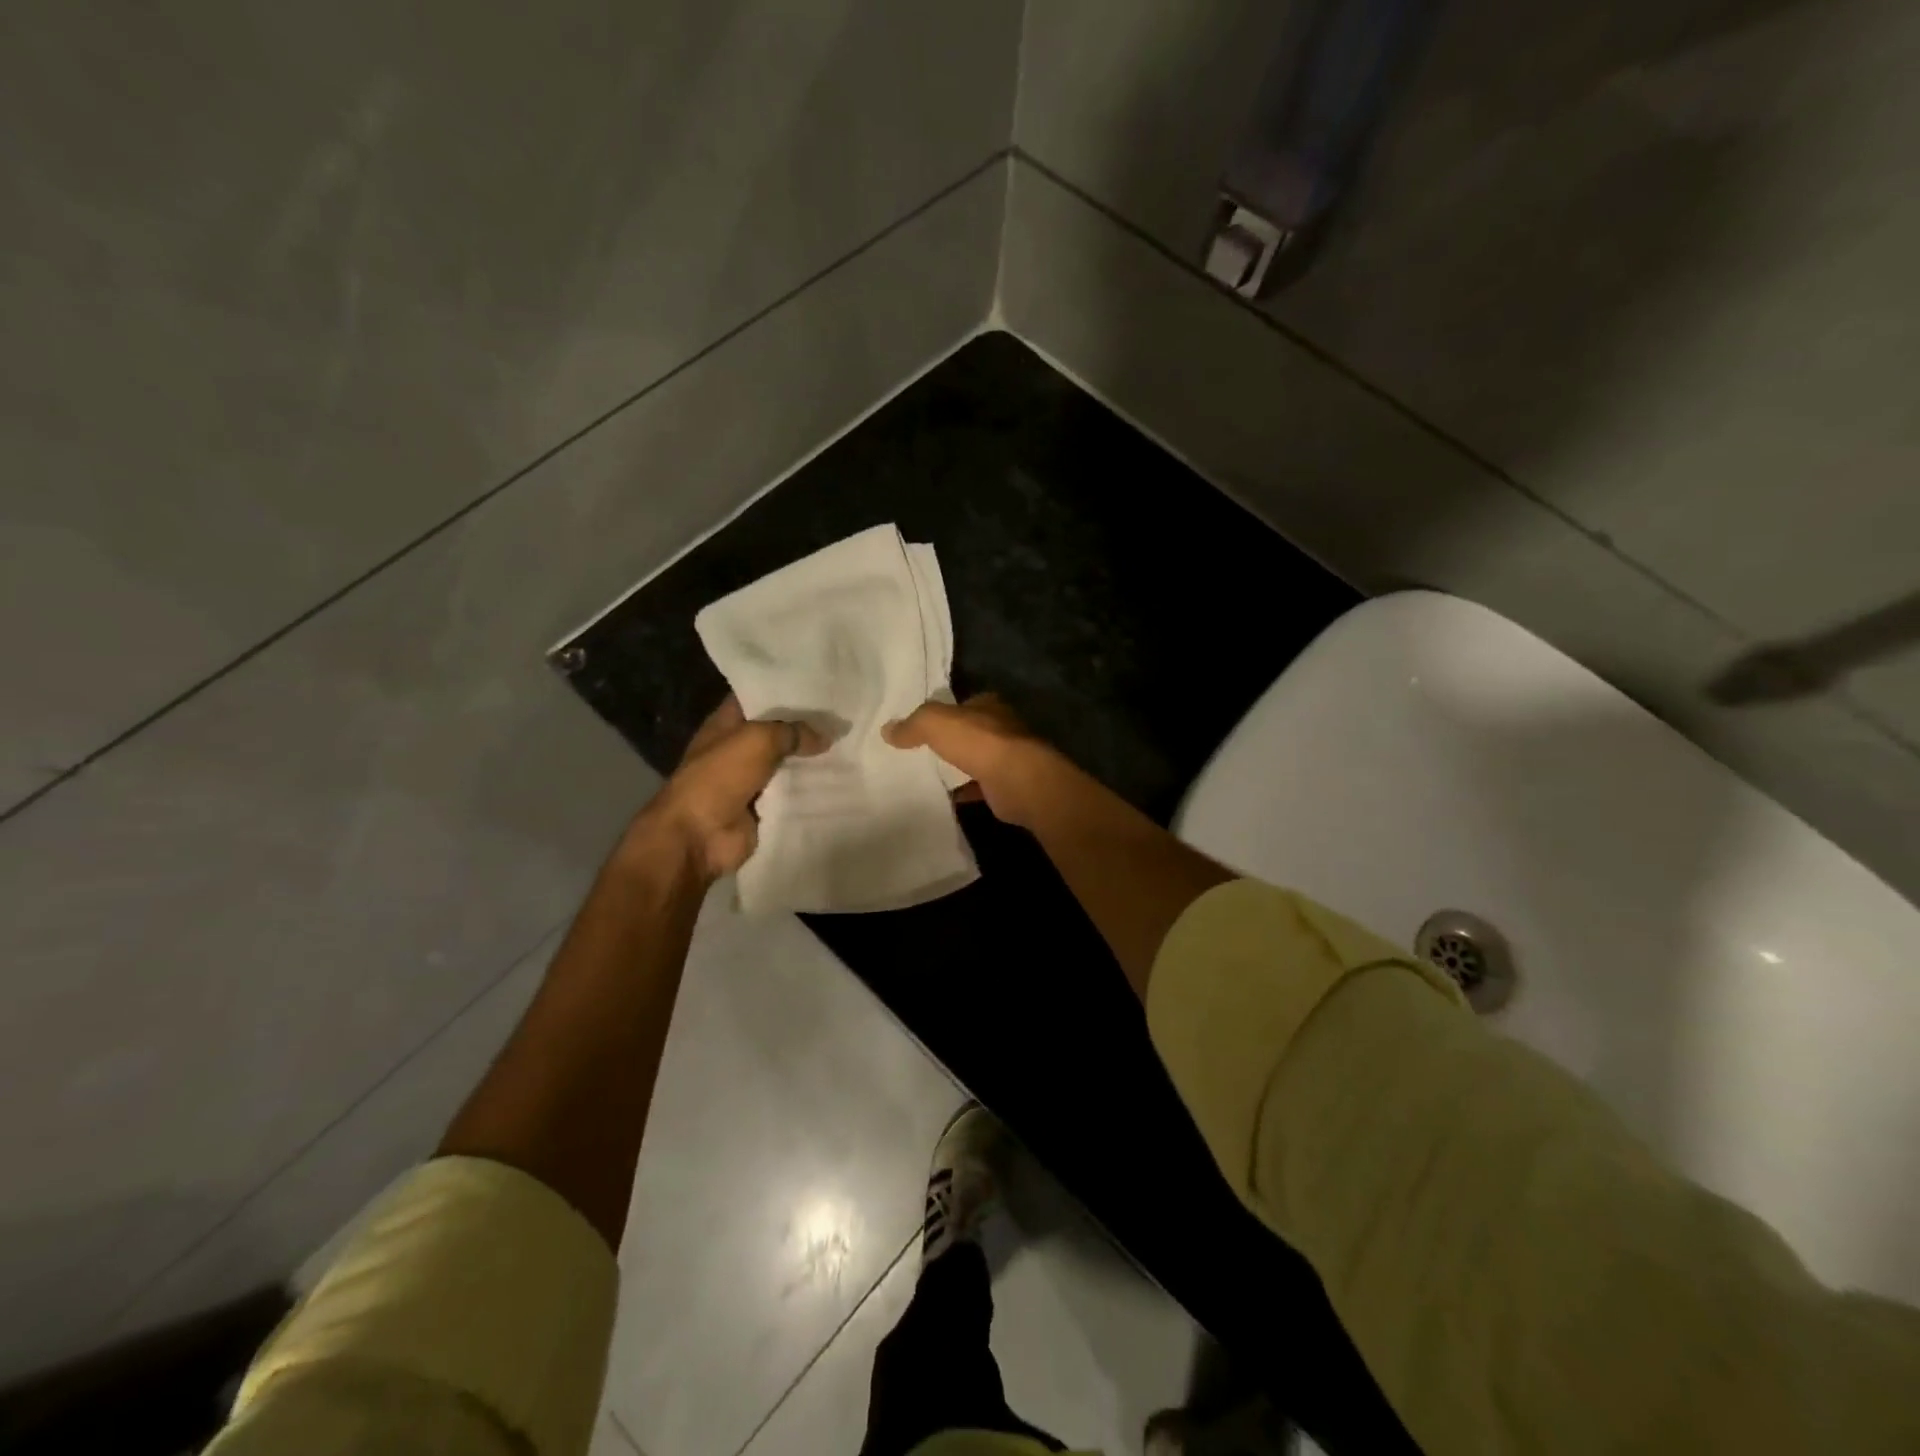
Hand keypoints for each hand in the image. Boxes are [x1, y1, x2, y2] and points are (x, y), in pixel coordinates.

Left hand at [634, 696, 825, 879]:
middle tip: (841, 717)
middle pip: (776, 732)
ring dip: (810, 760)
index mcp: (725, 725)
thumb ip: (792, 732)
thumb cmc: (719, 777)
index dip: (783, 690)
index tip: (818, 686)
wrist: (699, 835)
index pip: (756, 698)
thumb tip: (824, 736)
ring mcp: (750, 780)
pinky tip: (839, 779)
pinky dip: (810, 790)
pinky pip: (791, 794)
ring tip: (848, 746)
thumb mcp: (757, 740)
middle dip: (805, 726)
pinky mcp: (763, 808)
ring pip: (787, 764)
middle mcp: (737, 749)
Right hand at [883, 693, 1057, 827]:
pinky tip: (942, 797)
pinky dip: (962, 791)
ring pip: (974, 760)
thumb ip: (912, 724)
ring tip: (925, 775)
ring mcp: (1007, 758)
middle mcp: (1001, 728)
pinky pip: (977, 787)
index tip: (920, 726)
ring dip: (956, 767)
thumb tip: (887, 730)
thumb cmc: (979, 742)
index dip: (943, 713)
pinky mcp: (1005, 785)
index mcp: (988, 705)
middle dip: (949, 742)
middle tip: (917, 752)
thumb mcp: (936, 723)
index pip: (962, 705)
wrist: (1017, 781)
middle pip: (969, 733)